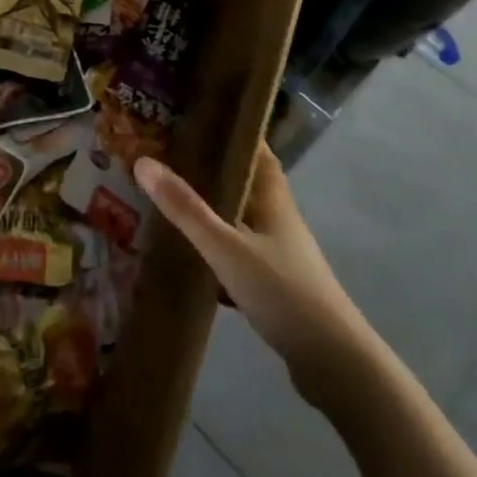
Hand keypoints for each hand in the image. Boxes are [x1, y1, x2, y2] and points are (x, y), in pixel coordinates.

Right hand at [134, 144, 370, 396]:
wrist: (334, 364)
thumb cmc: (283, 292)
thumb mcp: (226, 247)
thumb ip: (186, 208)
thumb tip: (142, 160)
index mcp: (273, 197)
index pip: (254, 147)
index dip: (229, 127)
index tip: (194, 112)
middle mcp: (277, 217)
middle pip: (242, 180)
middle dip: (208, 166)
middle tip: (164, 152)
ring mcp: (277, 252)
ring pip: (236, 217)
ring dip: (208, 206)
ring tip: (165, 196)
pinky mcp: (272, 283)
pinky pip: (235, 250)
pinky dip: (211, 245)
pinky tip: (185, 252)